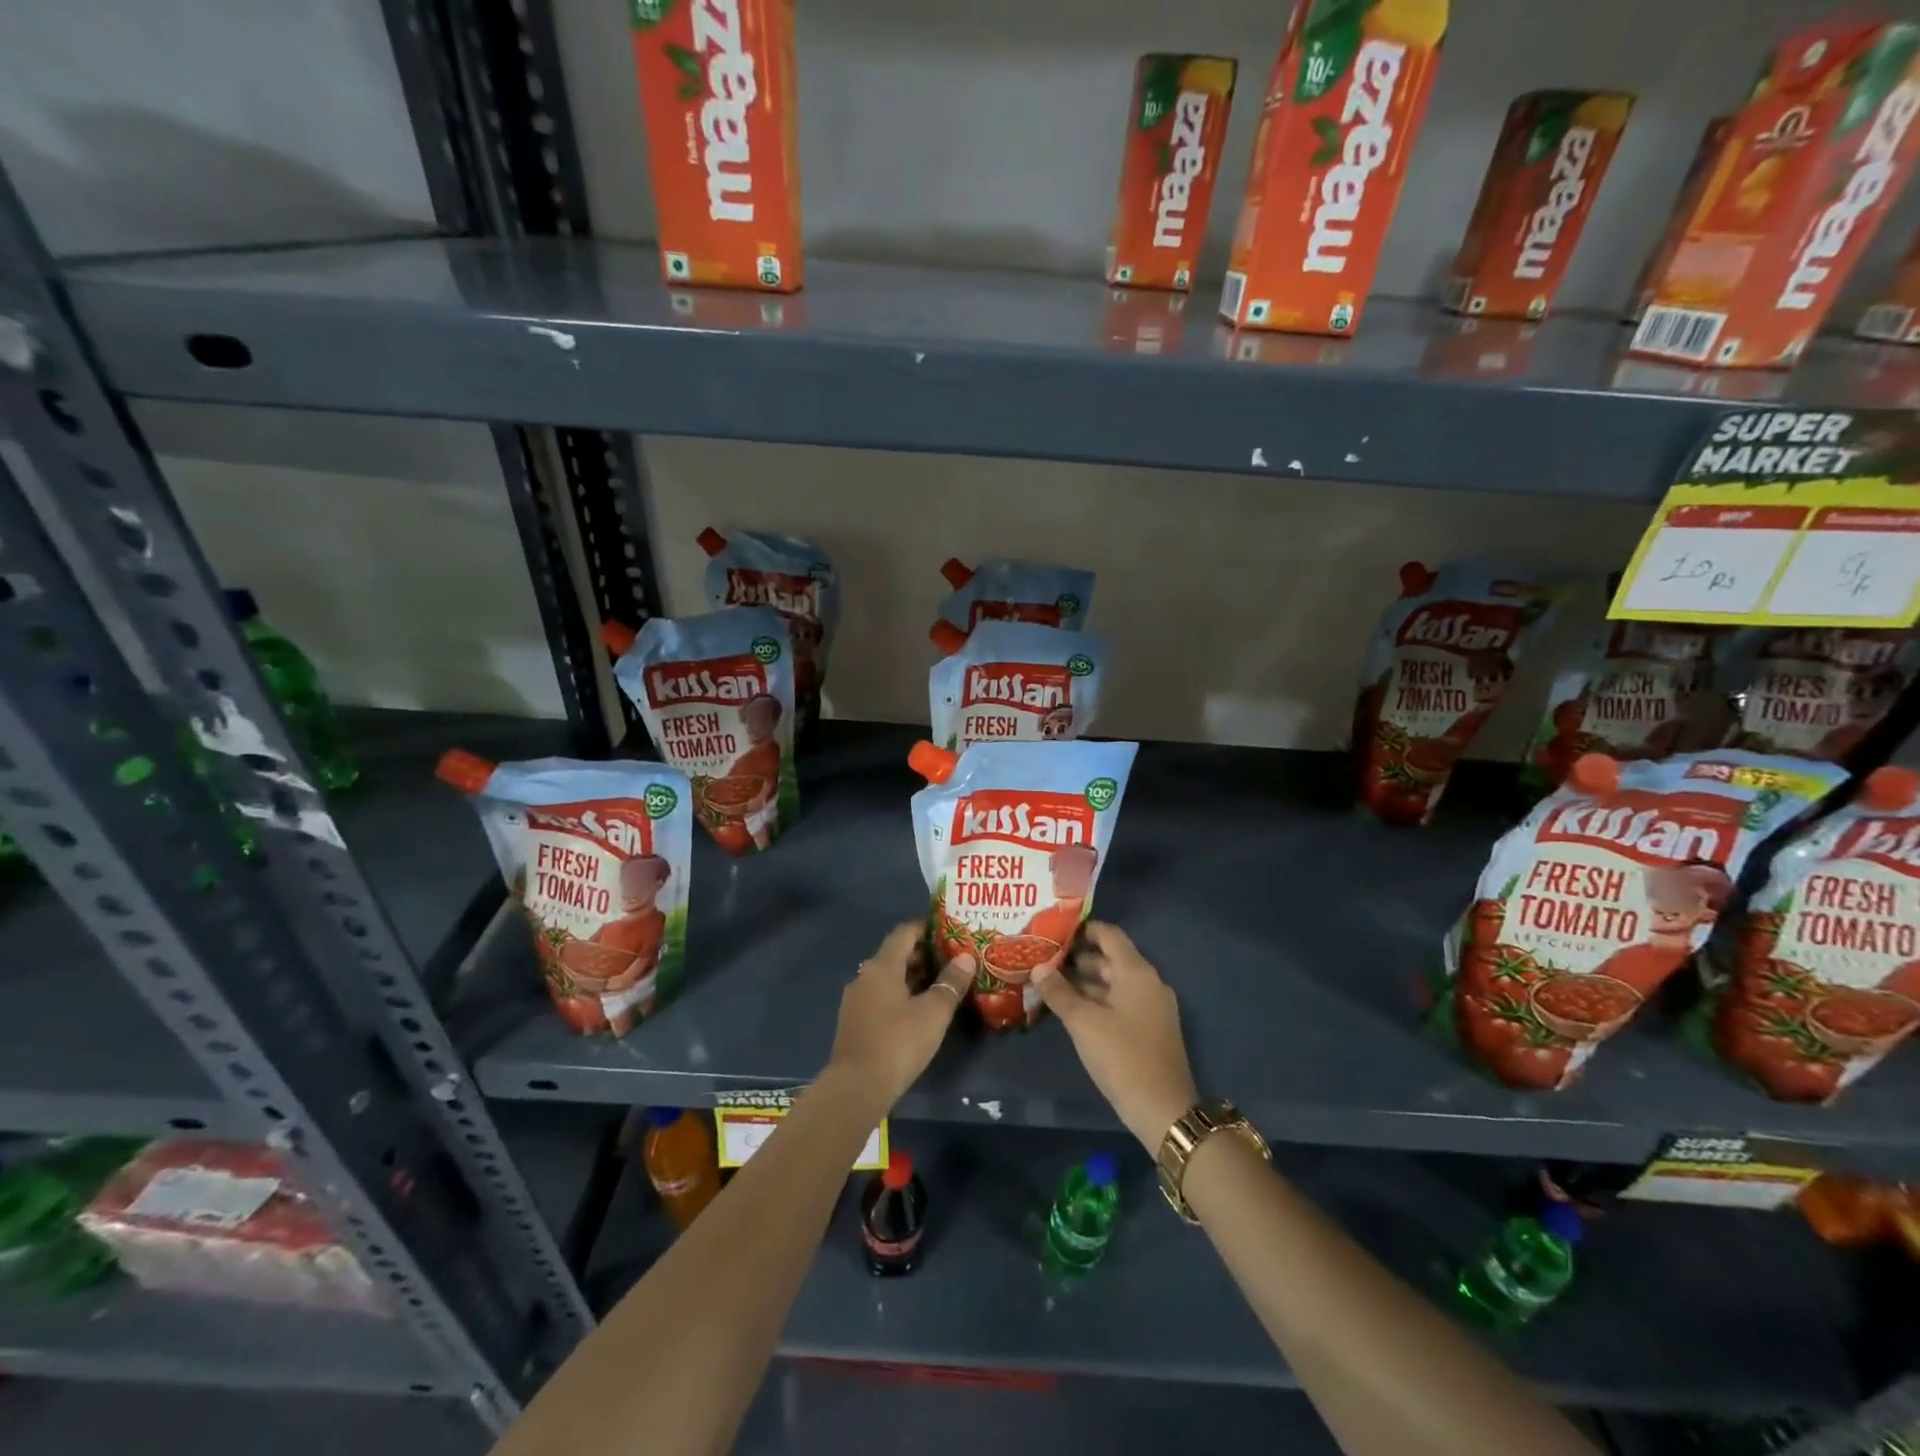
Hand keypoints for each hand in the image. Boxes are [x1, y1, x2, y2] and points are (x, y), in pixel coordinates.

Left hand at [827, 922, 971, 1107]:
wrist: (856, 1088)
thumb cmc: (898, 1043)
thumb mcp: (933, 1013)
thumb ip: (950, 983)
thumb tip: (966, 958)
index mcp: (882, 966)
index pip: (904, 933)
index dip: (926, 928)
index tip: (949, 932)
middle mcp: (865, 976)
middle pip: (895, 955)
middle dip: (923, 955)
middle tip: (952, 960)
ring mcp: (856, 1000)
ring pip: (888, 978)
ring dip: (913, 977)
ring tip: (941, 985)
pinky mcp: (855, 1022)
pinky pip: (881, 997)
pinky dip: (901, 995)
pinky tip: (919, 1011)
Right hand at [1031, 923, 1198, 1152]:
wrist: (1164, 1110)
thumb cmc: (1122, 1057)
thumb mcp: (1083, 1022)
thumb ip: (1059, 992)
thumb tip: (1038, 968)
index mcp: (1136, 972)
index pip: (1109, 935)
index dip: (1083, 929)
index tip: (1054, 931)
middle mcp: (1148, 982)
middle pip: (1111, 959)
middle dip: (1078, 958)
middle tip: (1044, 960)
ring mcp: (1152, 1006)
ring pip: (1114, 983)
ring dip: (1085, 982)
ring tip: (1050, 985)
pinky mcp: (1150, 1028)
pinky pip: (1121, 1002)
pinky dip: (1098, 1000)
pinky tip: (1072, 1011)